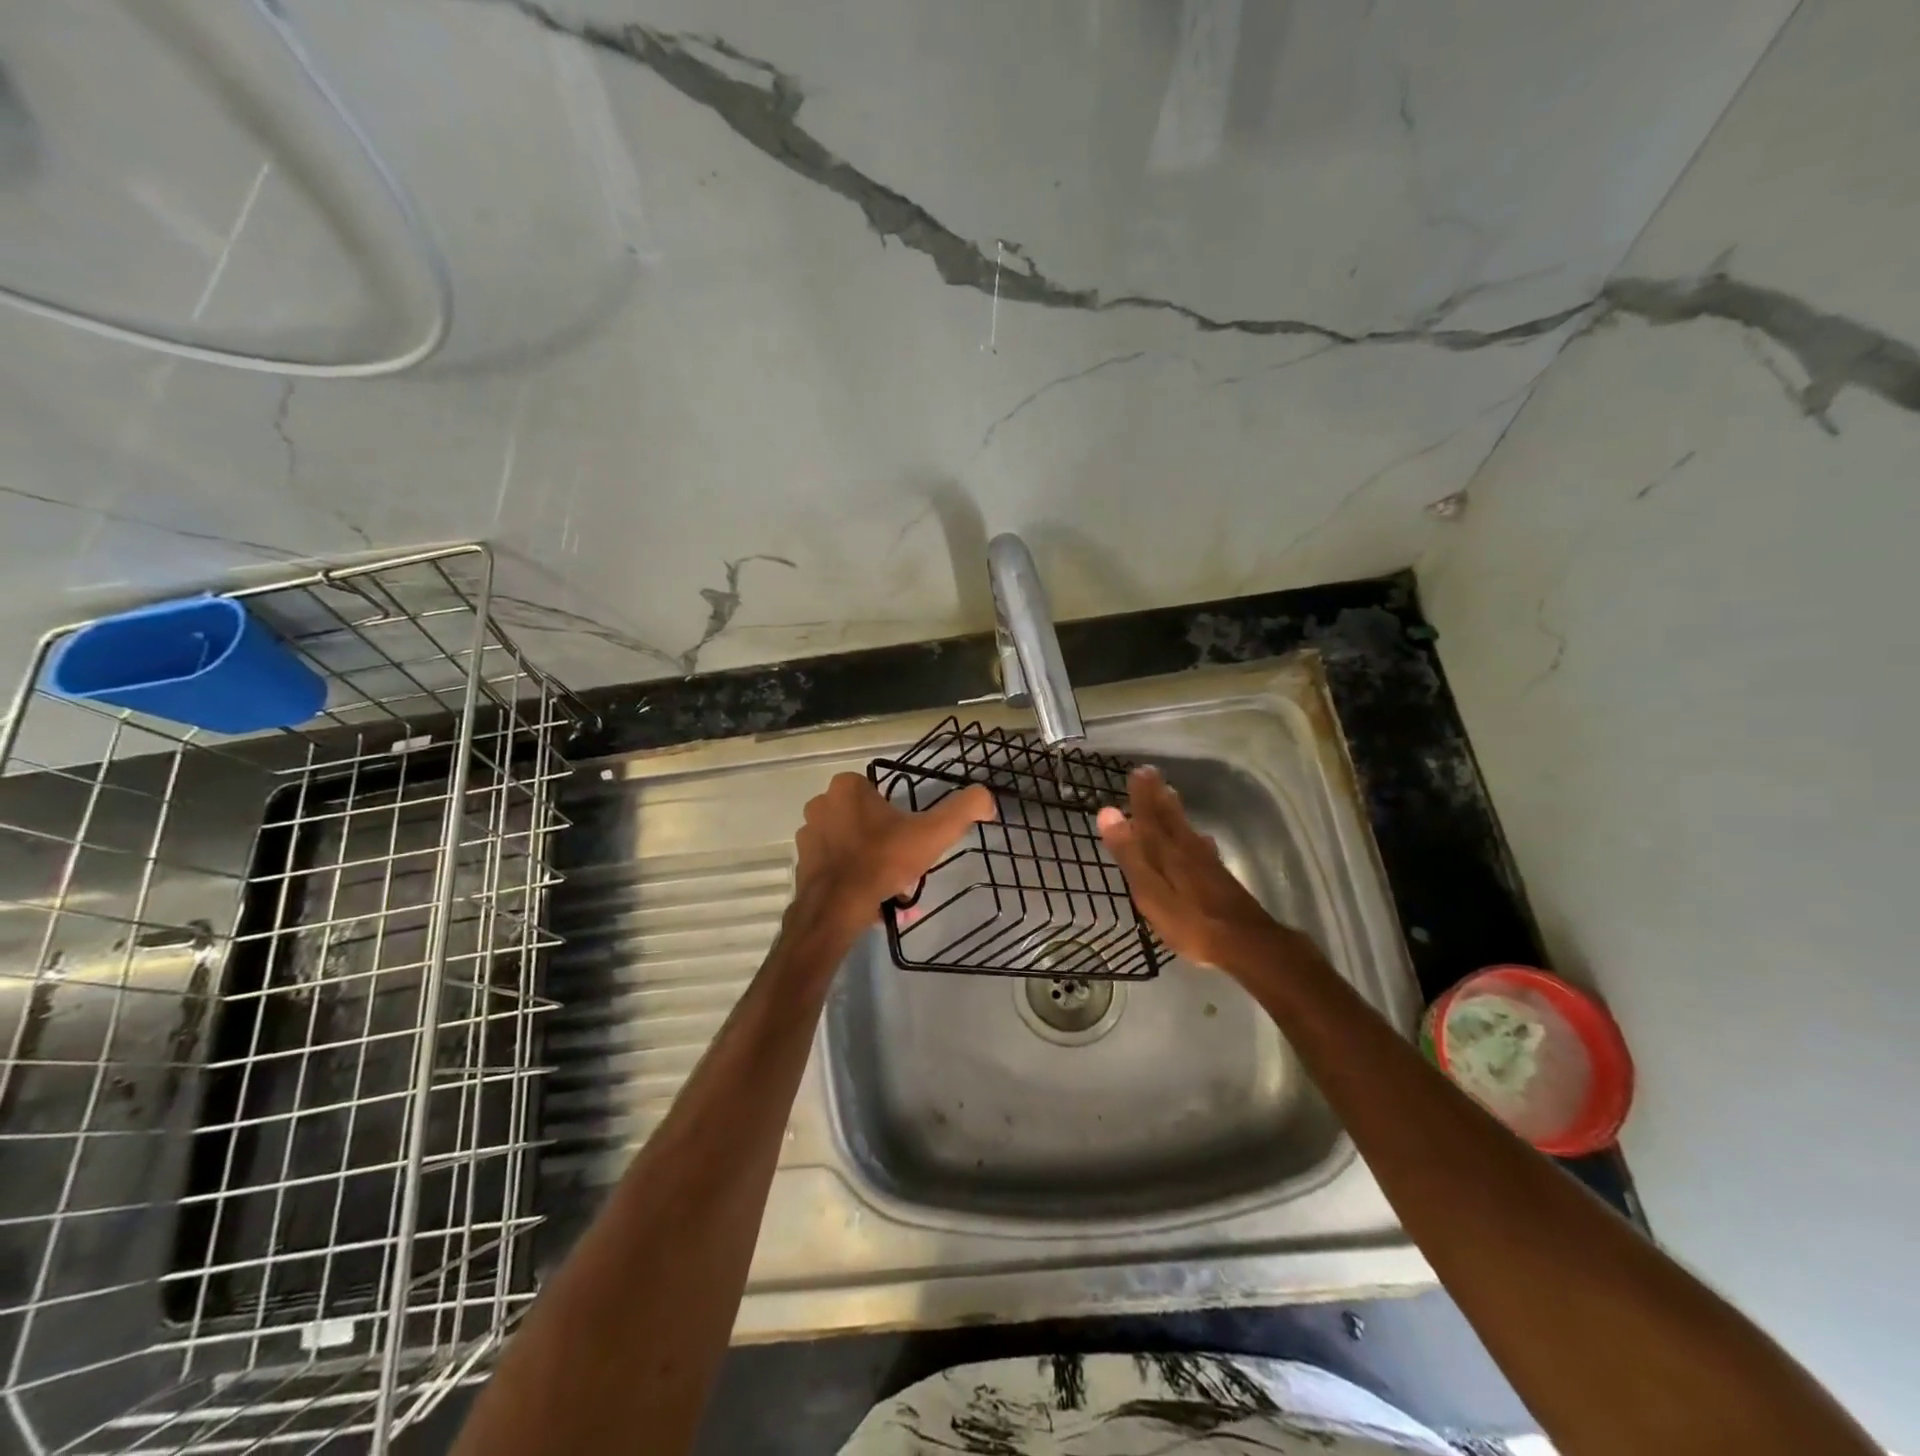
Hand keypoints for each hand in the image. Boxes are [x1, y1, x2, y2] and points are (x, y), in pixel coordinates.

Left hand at [793, 772, 995, 940]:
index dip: (900, 818)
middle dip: (885, 840)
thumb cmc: (883, 860)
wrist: (836, 907)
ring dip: (868, 859)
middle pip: (866, 819)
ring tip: (888, 887)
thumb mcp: (933, 832)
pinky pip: (835, 864)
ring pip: (850, 842)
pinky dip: (851, 877)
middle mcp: (822, 802)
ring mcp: (808, 833)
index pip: (881, 793)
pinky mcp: (802, 862)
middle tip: (902, 866)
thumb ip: (964, 809)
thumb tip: (987, 799)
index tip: (911, 841)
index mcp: (848, 786)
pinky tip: (868, 898)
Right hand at [1097, 765, 1289, 969]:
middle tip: (1151, 774)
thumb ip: (1129, 853)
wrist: (1245, 942)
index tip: (1137, 771)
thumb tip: (1107, 812)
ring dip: (1175, 811)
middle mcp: (1187, 850)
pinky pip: (1201, 846)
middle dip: (1158, 796)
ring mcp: (1206, 863)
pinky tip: (1201, 840)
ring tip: (1170, 795)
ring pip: (1186, 829)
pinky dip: (1194, 836)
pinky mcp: (1220, 877)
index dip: (1142, 795)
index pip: (1149, 816)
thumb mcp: (1150, 890)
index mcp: (1166, 851)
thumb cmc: (1190, 920)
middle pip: (1170, 818)